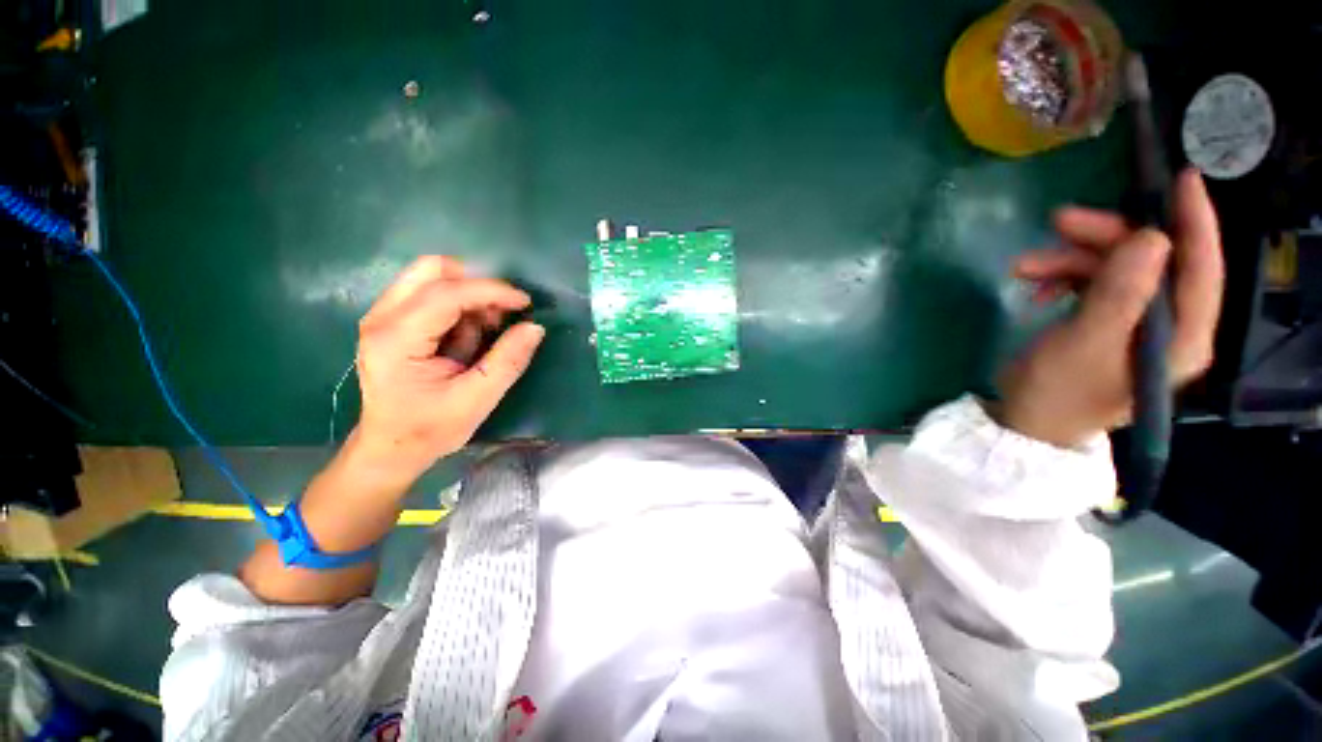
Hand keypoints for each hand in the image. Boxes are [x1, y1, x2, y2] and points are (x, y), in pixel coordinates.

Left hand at [352, 256, 544, 476]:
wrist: (391, 447)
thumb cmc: (431, 429)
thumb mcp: (477, 400)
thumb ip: (508, 361)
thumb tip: (535, 327)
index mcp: (397, 340)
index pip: (446, 294)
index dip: (491, 291)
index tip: (525, 303)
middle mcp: (382, 318)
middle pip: (432, 270)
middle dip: (476, 285)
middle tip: (503, 312)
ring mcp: (383, 316)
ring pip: (432, 277)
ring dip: (469, 295)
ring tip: (487, 330)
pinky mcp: (392, 320)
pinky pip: (431, 293)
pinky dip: (459, 305)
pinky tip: (469, 335)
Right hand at [998, 168, 1224, 447]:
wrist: (1026, 421)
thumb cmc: (1057, 393)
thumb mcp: (1083, 345)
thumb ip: (1120, 296)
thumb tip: (1151, 237)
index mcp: (1182, 336)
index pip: (1201, 270)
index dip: (1195, 222)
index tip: (1181, 180)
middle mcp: (1169, 325)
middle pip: (1151, 260)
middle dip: (1105, 238)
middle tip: (1058, 223)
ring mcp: (1137, 322)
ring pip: (1116, 267)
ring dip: (1071, 259)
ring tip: (1024, 266)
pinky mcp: (1107, 321)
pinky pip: (1093, 282)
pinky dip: (1063, 276)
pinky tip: (1034, 286)